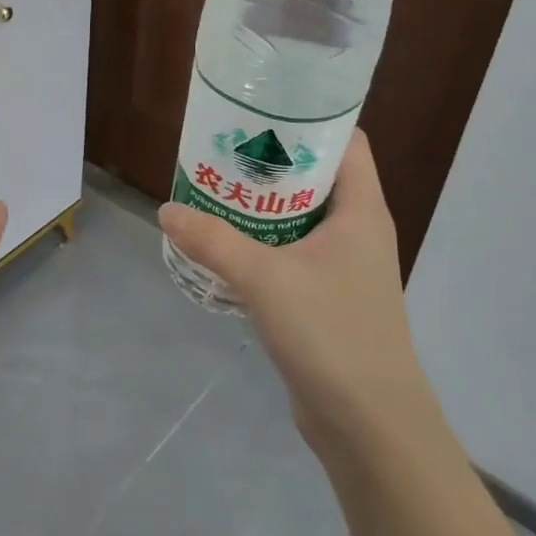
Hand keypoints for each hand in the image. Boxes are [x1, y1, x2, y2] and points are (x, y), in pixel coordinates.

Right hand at [159, 132, 434, 462]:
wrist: (369, 425)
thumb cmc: (331, 334)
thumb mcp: (265, 279)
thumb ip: (213, 241)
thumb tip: (166, 210)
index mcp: (361, 211)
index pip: (348, 143)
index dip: (311, 120)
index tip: (262, 110)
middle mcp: (357, 231)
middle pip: (316, 177)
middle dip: (272, 161)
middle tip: (222, 148)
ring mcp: (343, 267)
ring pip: (300, 218)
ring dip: (262, 205)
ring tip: (214, 188)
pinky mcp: (325, 298)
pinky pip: (291, 253)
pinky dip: (262, 242)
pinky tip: (224, 244)